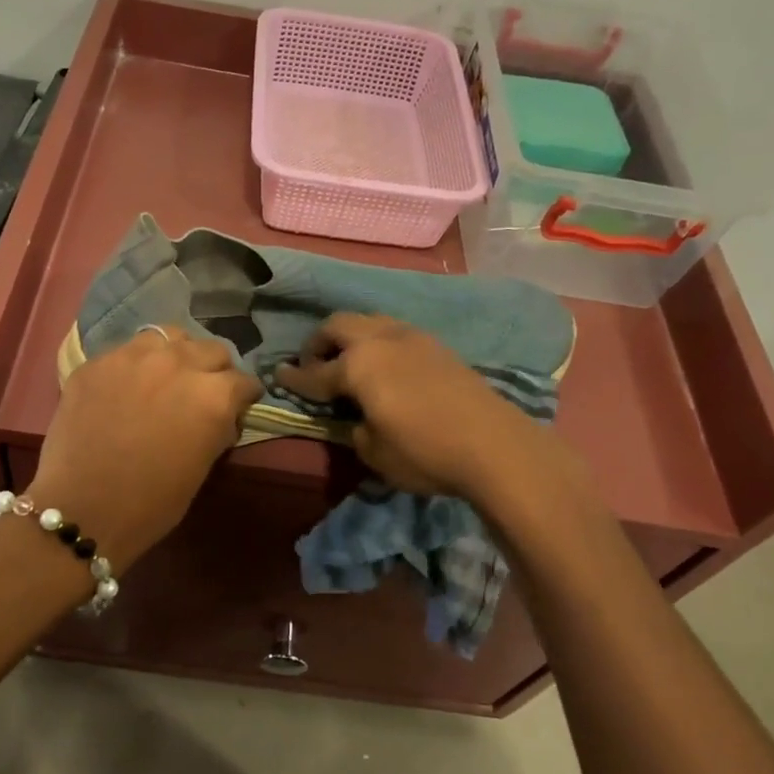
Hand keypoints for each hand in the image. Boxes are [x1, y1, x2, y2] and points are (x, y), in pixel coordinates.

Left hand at [31, 327, 261, 569]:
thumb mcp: (202, 467)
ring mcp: (134, 356)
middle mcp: (179, 363)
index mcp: (213, 395)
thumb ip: (217, 428)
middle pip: (212, 349)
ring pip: (170, 336)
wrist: (83, 509)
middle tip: (202, 392)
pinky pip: (127, 350)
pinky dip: (136, 363)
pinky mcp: (98, 361)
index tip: (238, 407)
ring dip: (177, 354)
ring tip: (166, 376)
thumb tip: (222, 416)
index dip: (244, 397)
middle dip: (214, 370)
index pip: (244, 381)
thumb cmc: (152, 503)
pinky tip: (127, 386)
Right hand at [273, 313, 552, 498]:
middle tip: (315, 366)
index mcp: (358, 365)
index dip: (294, 378)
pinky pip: (394, 331)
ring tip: (349, 362)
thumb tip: (356, 417)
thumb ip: (354, 428)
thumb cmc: (424, 452)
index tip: (278, 375)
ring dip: (351, 337)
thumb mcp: (373, 452)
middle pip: (338, 325)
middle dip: (319, 343)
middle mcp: (381, 340)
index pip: (315, 372)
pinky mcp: (437, 346)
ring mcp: (412, 338)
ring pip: (369, 321)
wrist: (495, 445)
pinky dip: (377, 342)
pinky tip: (384, 366)